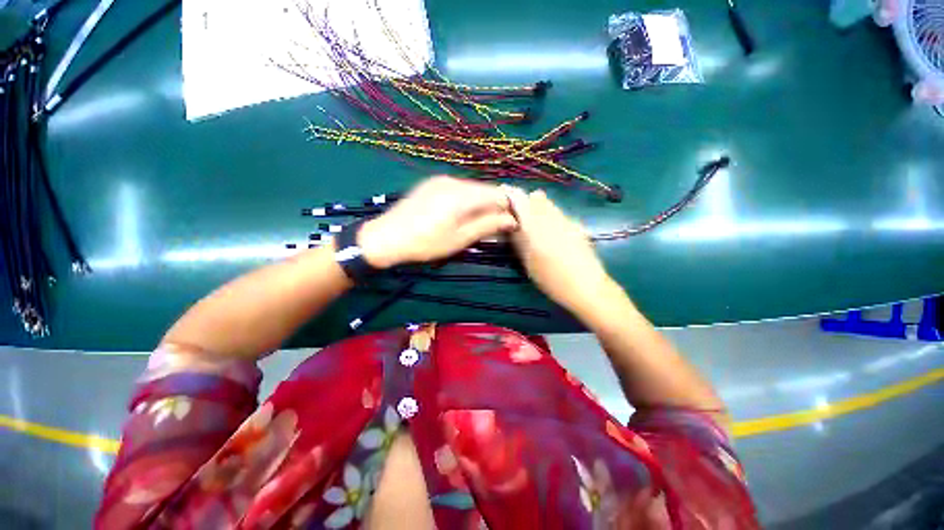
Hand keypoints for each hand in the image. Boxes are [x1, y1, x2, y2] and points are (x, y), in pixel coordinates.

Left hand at [358, 177, 518, 267]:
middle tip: (494, 228)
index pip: (498, 194)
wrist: (385, 237)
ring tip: (476, 224)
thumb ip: (487, 226)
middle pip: (485, 190)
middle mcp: (453, 181)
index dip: (508, 208)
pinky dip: (466, 201)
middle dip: (494, 207)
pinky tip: (459, 216)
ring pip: (472, 190)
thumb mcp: (459, 239)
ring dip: (480, 205)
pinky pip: (458, 189)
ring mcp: (441, 180)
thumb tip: (512, 220)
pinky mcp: (432, 184)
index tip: (510, 225)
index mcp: (462, 195)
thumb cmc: (425, 243)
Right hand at [506, 188, 613, 314]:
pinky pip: (559, 214)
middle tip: (518, 215)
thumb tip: (510, 224)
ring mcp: (568, 221)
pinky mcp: (577, 226)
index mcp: (537, 227)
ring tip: (534, 224)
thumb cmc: (553, 280)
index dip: (511, 195)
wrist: (588, 287)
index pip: (521, 200)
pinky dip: (550, 216)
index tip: (503, 195)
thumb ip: (519, 240)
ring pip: (549, 205)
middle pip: (537, 198)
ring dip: (538, 208)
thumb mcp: (529, 263)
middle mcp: (553, 218)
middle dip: (525, 201)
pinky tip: (551, 232)